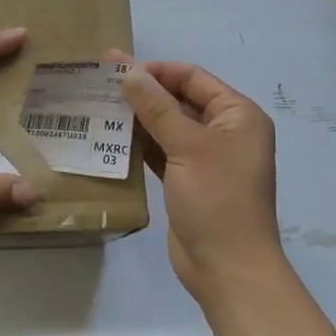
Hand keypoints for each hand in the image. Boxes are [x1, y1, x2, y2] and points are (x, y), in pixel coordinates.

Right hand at [113, 55, 286, 300]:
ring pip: (167, 126)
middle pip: (179, 100)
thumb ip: (157, 108)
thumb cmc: (216, 199)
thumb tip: (130, 73)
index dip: (156, 70)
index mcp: (238, 116)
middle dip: (142, 90)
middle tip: (99, 79)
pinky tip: (109, 136)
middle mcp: (224, 132)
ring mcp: (205, 158)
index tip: (116, 68)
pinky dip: (139, 143)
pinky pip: (161, 152)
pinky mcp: (186, 181)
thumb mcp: (187, 147)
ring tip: (97, 104)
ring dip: (137, 117)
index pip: (193, 78)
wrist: (227, 268)